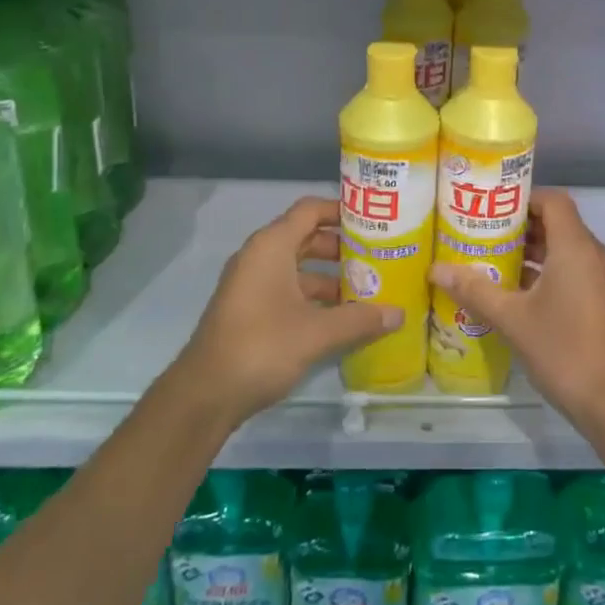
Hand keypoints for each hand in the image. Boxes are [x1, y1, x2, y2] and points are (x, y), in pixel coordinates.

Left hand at [173, 196, 402, 423]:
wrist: (204, 395)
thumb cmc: (262, 347)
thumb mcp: (317, 333)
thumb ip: (360, 319)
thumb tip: (399, 314)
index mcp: (272, 246)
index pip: (310, 210)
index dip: (342, 210)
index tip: (374, 220)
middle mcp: (259, 256)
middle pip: (306, 237)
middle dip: (342, 246)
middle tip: (378, 256)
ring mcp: (251, 284)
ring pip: (297, 266)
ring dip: (330, 275)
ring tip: (367, 289)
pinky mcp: (249, 309)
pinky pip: (287, 289)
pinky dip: (313, 296)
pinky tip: (340, 317)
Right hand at [430, 189, 604, 425]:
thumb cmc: (564, 349)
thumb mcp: (512, 319)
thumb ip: (475, 290)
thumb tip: (436, 269)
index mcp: (576, 247)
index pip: (552, 200)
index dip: (523, 198)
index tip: (491, 208)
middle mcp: (595, 255)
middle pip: (558, 223)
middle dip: (521, 226)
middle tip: (483, 234)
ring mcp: (604, 279)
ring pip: (566, 250)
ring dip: (533, 252)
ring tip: (493, 262)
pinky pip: (575, 271)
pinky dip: (548, 272)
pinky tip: (517, 294)